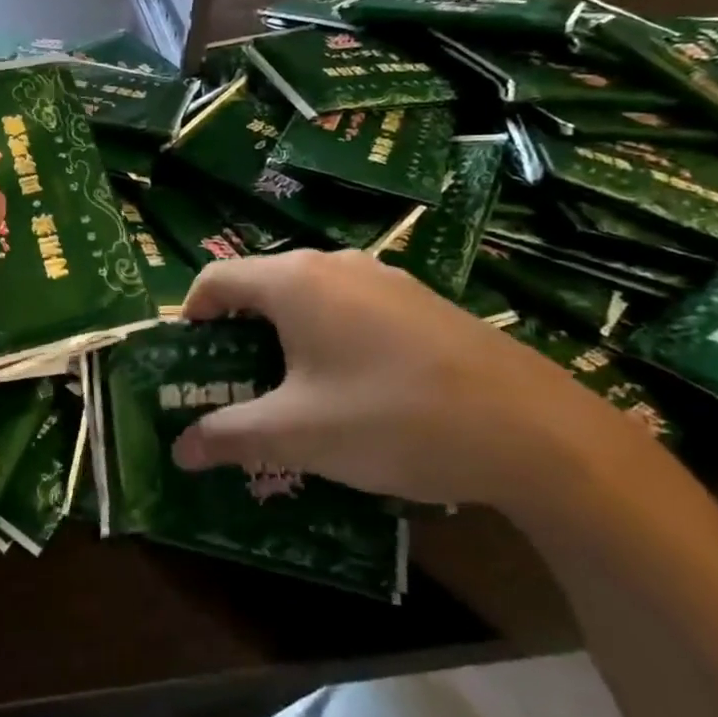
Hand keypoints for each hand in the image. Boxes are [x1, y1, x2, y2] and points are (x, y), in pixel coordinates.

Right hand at [172, 249, 664, 509]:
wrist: (539, 434)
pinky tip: (352, 393)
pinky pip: (352, 311)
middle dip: (235, 337)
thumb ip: (230, 436)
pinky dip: (327, 341)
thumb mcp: (298, 435)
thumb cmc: (394, 419)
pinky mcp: (423, 303)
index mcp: (295, 282)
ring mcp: (386, 280)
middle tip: (233, 388)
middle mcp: (336, 266)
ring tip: (288, 395)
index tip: (187, 364)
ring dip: (282, 341)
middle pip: (261, 289)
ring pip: (308, 300)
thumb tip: (179, 450)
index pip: (215, 280)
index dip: (189, 318)